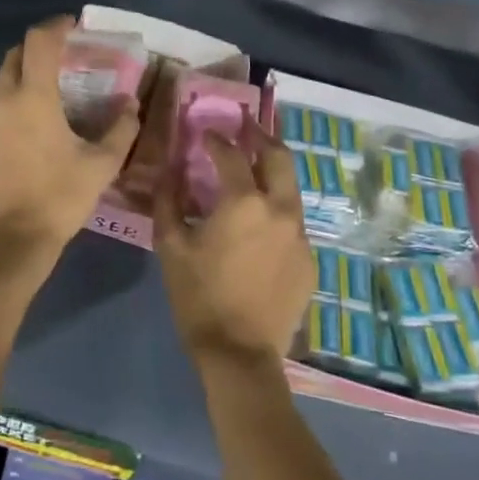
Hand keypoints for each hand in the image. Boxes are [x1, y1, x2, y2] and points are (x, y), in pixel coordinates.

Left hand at [0, 17, 140, 277]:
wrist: (6, 246)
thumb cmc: (57, 200)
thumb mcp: (101, 166)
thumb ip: (121, 128)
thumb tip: (130, 104)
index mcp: (32, 97)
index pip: (39, 41)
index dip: (56, 26)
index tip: (71, 26)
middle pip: (14, 58)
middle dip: (37, 53)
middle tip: (59, 67)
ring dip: (19, 88)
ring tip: (40, 110)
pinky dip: (3, 116)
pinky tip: (18, 142)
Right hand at [153, 120, 314, 369]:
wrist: (240, 354)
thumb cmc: (199, 297)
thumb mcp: (171, 247)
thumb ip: (169, 201)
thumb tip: (170, 171)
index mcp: (244, 202)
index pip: (232, 154)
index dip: (217, 139)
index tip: (205, 132)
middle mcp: (280, 210)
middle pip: (279, 158)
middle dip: (261, 136)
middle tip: (246, 125)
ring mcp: (301, 235)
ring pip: (291, 189)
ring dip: (272, 172)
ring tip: (254, 167)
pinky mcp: (309, 260)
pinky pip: (293, 223)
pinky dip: (277, 211)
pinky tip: (260, 224)